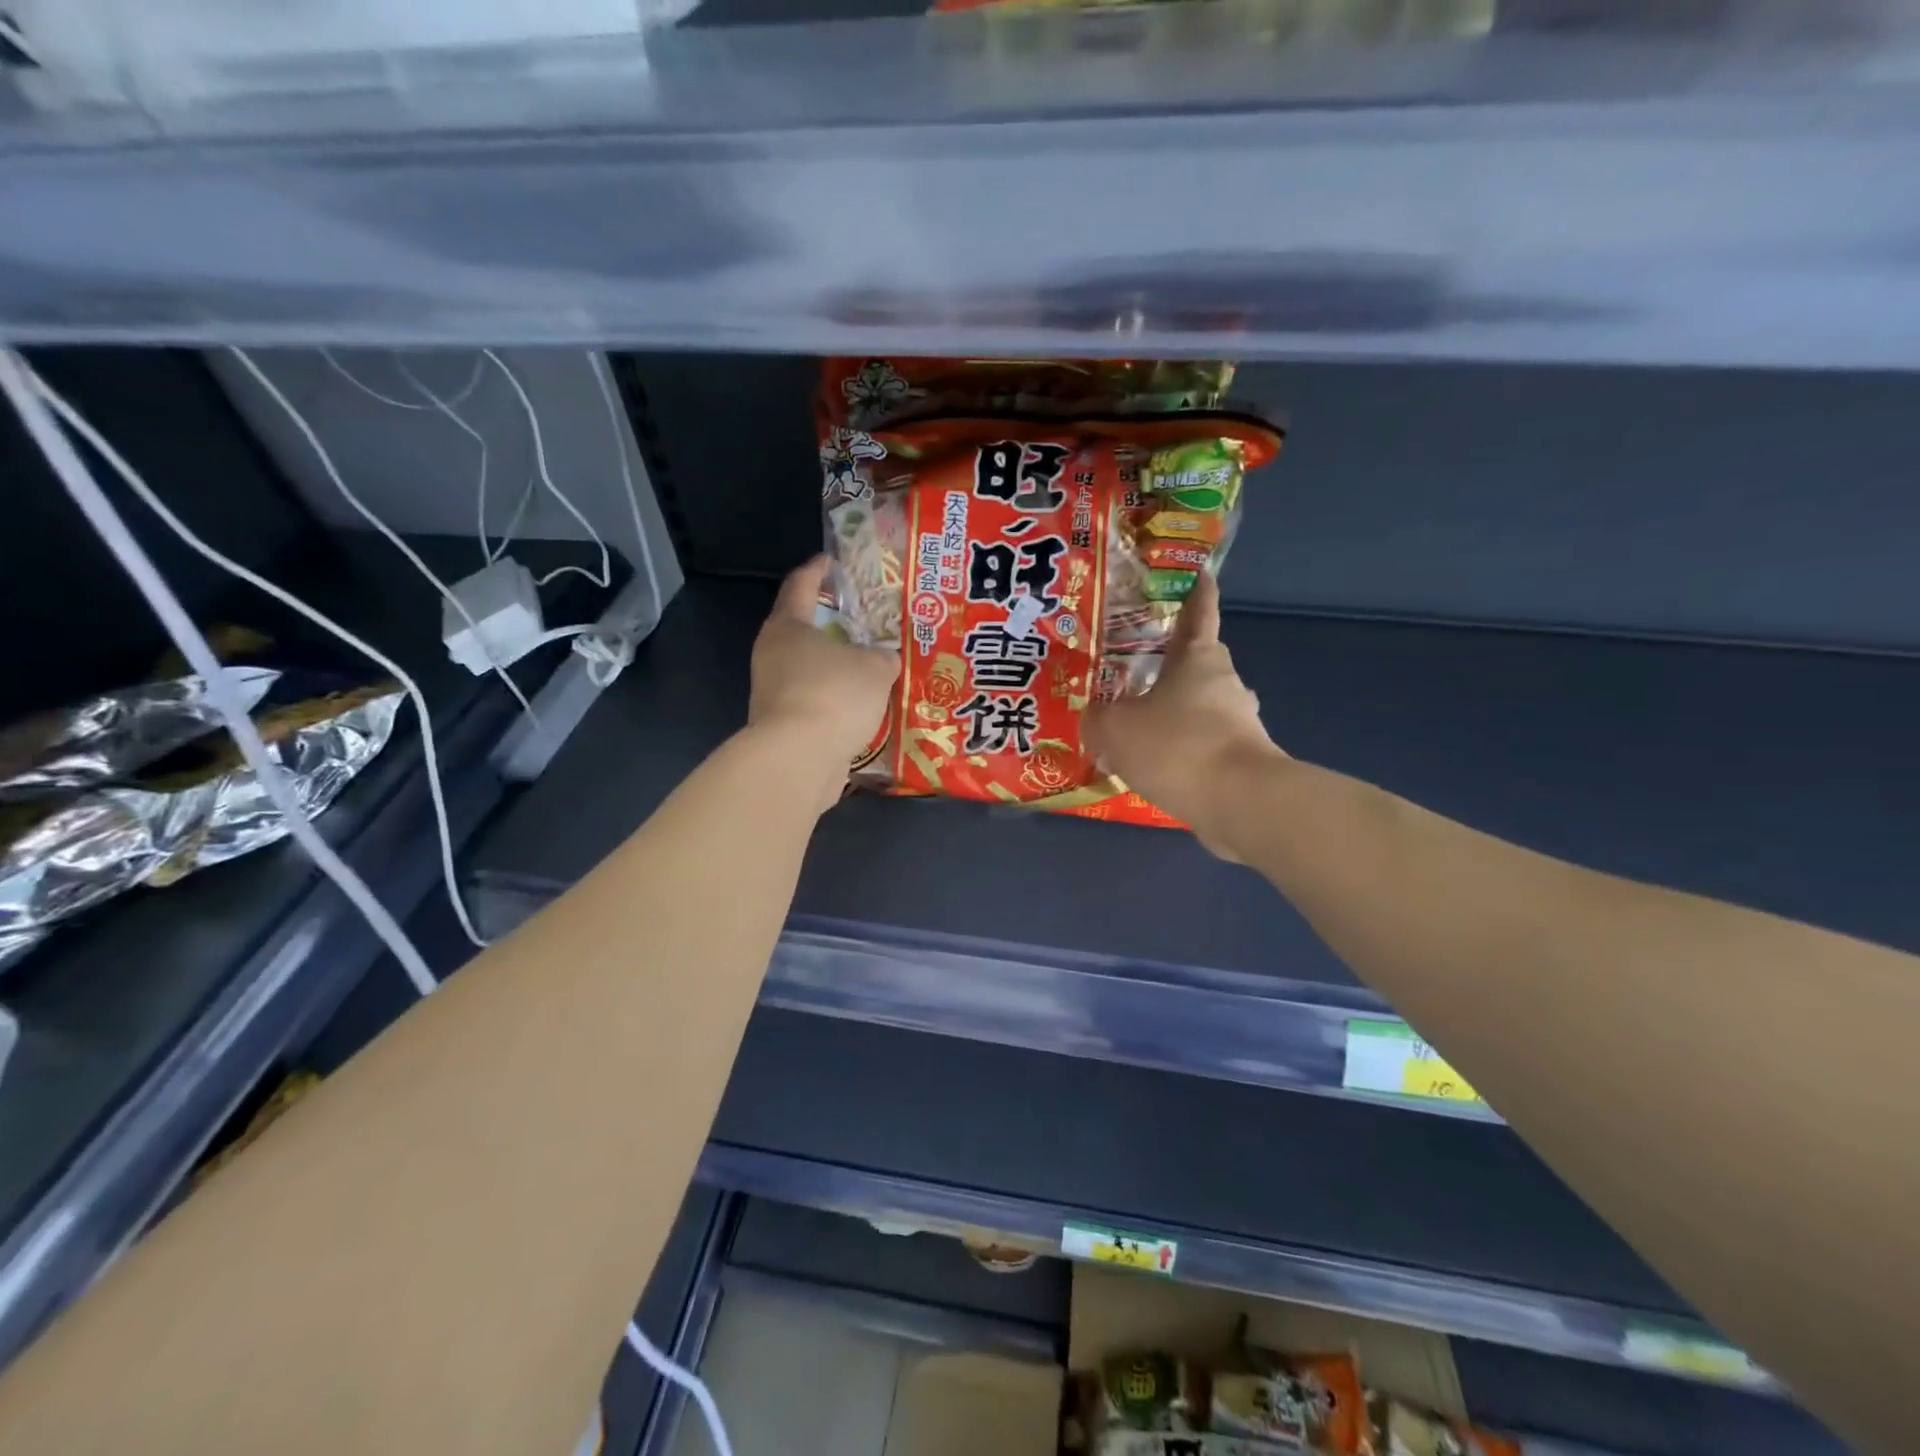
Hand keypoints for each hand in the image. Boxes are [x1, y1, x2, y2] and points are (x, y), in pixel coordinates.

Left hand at [748, 555, 899, 810]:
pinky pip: (815, 701)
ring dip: (836, 667)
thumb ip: (884, 657)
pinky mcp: (782, 725)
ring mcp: (773, 692)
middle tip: (863, 619)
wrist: (799, 760)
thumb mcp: (875, 668)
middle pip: (802, 629)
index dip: (817, 570)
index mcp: (788, 627)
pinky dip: (835, 700)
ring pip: (809, 669)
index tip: (832, 561)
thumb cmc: (834, 695)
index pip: (801, 585)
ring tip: (870, 666)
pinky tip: (862, 706)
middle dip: (831, 624)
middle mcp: (773, 655)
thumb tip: (885, 660)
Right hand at [1083, 573, 1281, 858]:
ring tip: (1136, 731)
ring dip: (1174, 713)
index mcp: (1198, 658)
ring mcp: (1240, 721)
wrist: (1239, 802)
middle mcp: (1225, 682)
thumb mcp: (1116, 729)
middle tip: (1133, 672)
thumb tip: (1094, 718)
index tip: (1198, 573)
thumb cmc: (1176, 746)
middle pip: (1197, 662)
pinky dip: (1182, 751)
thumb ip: (1098, 718)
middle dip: (1170, 664)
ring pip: (1200, 706)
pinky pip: (1203, 744)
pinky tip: (1155, 769)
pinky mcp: (1243, 758)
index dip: (1196, 591)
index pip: (1198, 612)